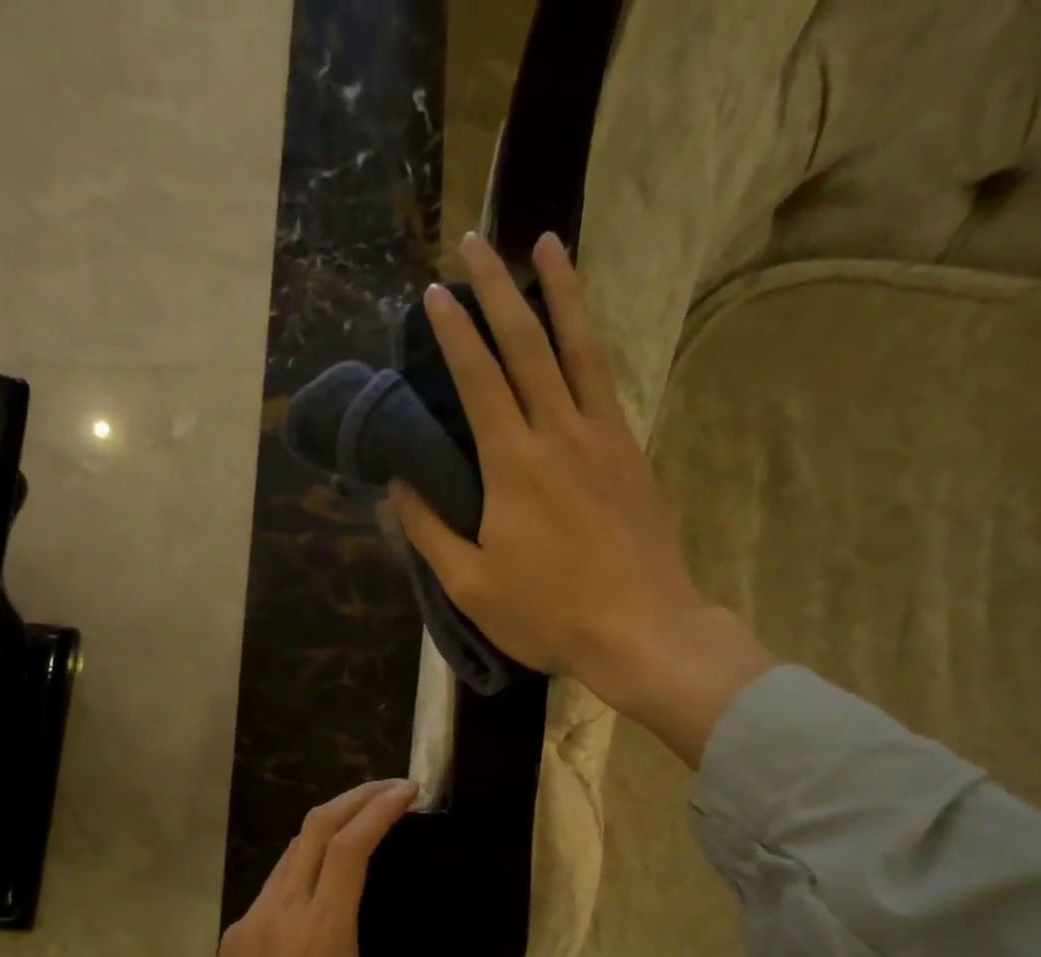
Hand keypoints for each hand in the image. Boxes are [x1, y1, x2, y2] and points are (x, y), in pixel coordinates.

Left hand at [171, 779, 524, 956]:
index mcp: (322, 932)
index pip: (351, 845)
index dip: (381, 808)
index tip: (411, 788)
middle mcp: (282, 912)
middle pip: (316, 829)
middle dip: (356, 798)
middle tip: (393, 789)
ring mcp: (250, 922)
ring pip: (291, 852)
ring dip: (328, 826)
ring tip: (364, 823)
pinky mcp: (232, 938)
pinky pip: (273, 881)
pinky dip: (304, 859)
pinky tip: (322, 881)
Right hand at [393, 232, 774, 767]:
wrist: (642, 630)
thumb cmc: (549, 614)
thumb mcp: (471, 585)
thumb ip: (429, 530)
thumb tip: (398, 484)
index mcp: (513, 464)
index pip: (478, 379)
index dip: (453, 332)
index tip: (434, 292)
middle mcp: (558, 433)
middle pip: (526, 344)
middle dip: (497, 288)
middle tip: (477, 240)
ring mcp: (603, 439)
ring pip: (579, 348)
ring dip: (561, 292)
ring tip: (548, 243)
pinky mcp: (631, 454)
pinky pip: (608, 382)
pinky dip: (592, 343)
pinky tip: (585, 330)